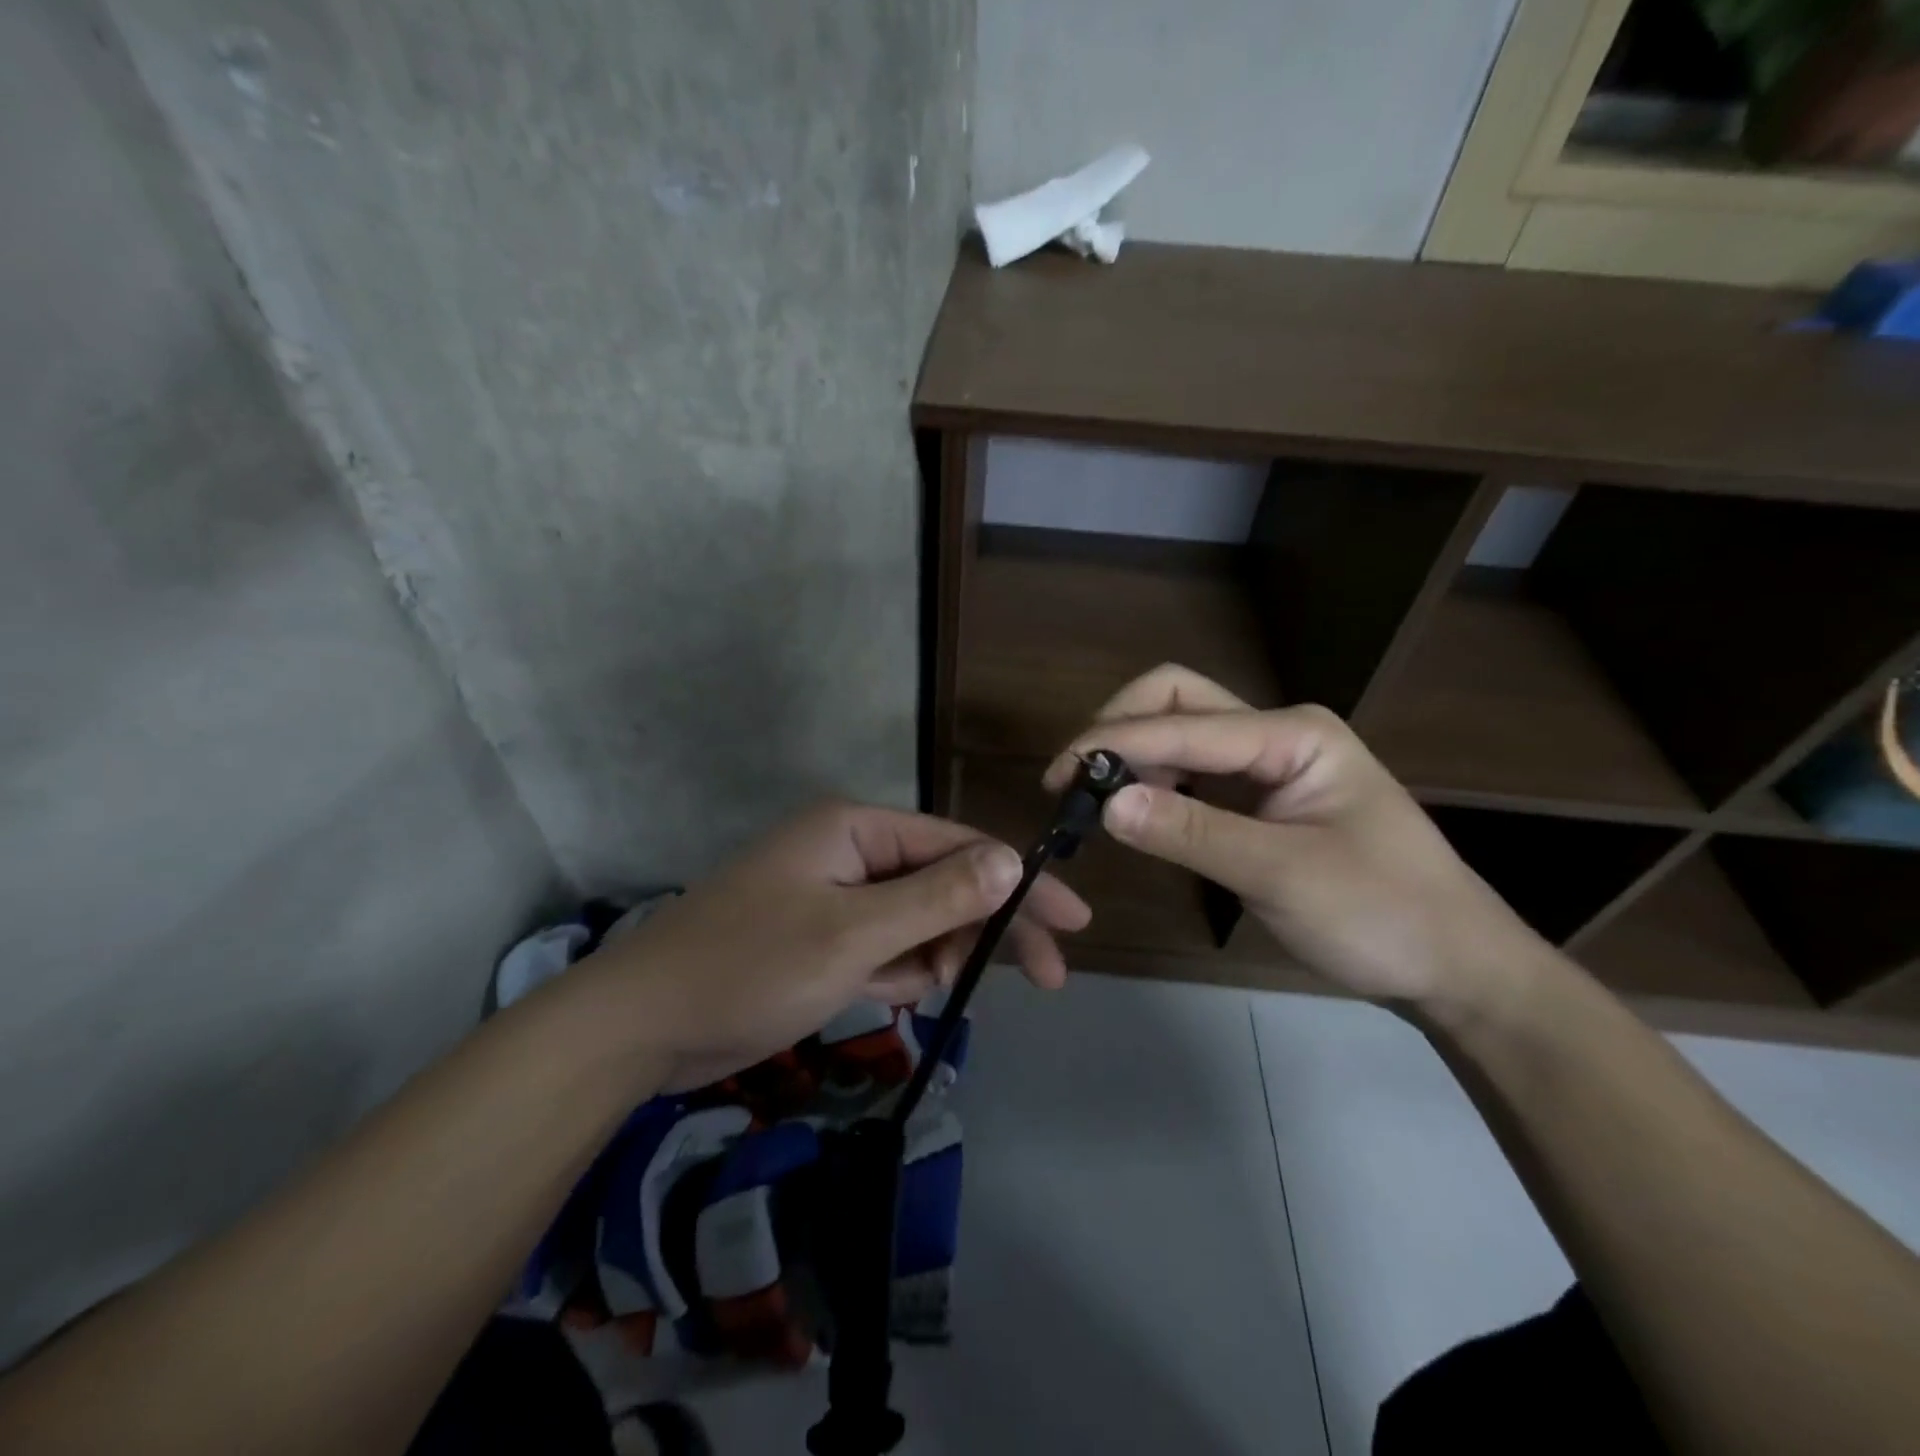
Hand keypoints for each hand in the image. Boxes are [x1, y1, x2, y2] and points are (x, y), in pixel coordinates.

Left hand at [577, 800, 1090, 1089]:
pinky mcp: (821, 935)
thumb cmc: (749, 967)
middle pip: (944, 882)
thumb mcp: (853, 934)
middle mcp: (849, 851)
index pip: (958, 847)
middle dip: (988, 927)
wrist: (642, 1025)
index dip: (1018, 883)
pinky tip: (900, 995)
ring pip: (917, 918)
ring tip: (936, 992)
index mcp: (855, 829)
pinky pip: (885, 945)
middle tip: (1048, 976)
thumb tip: (1010, 861)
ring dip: (939, 954)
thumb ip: (935, 897)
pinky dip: (902, 970)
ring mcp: (834, 895)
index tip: (1071, 923)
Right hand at [1043, 665, 1540, 1009]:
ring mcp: (1268, 762)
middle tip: (1075, 779)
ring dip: (1131, 755)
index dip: (1114, 743)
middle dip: (1119, 727)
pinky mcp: (1259, 796)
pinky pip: (1192, 772)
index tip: (1059, 779)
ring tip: (1090, 799)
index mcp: (1293, 733)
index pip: (1183, 721)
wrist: (1454, 964)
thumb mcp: (1284, 875)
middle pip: (1177, 699)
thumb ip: (1192, 834)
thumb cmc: (1383, 915)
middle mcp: (1276, 732)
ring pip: (1180, 732)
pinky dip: (1153, 782)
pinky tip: (1131, 811)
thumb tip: (1106, 803)